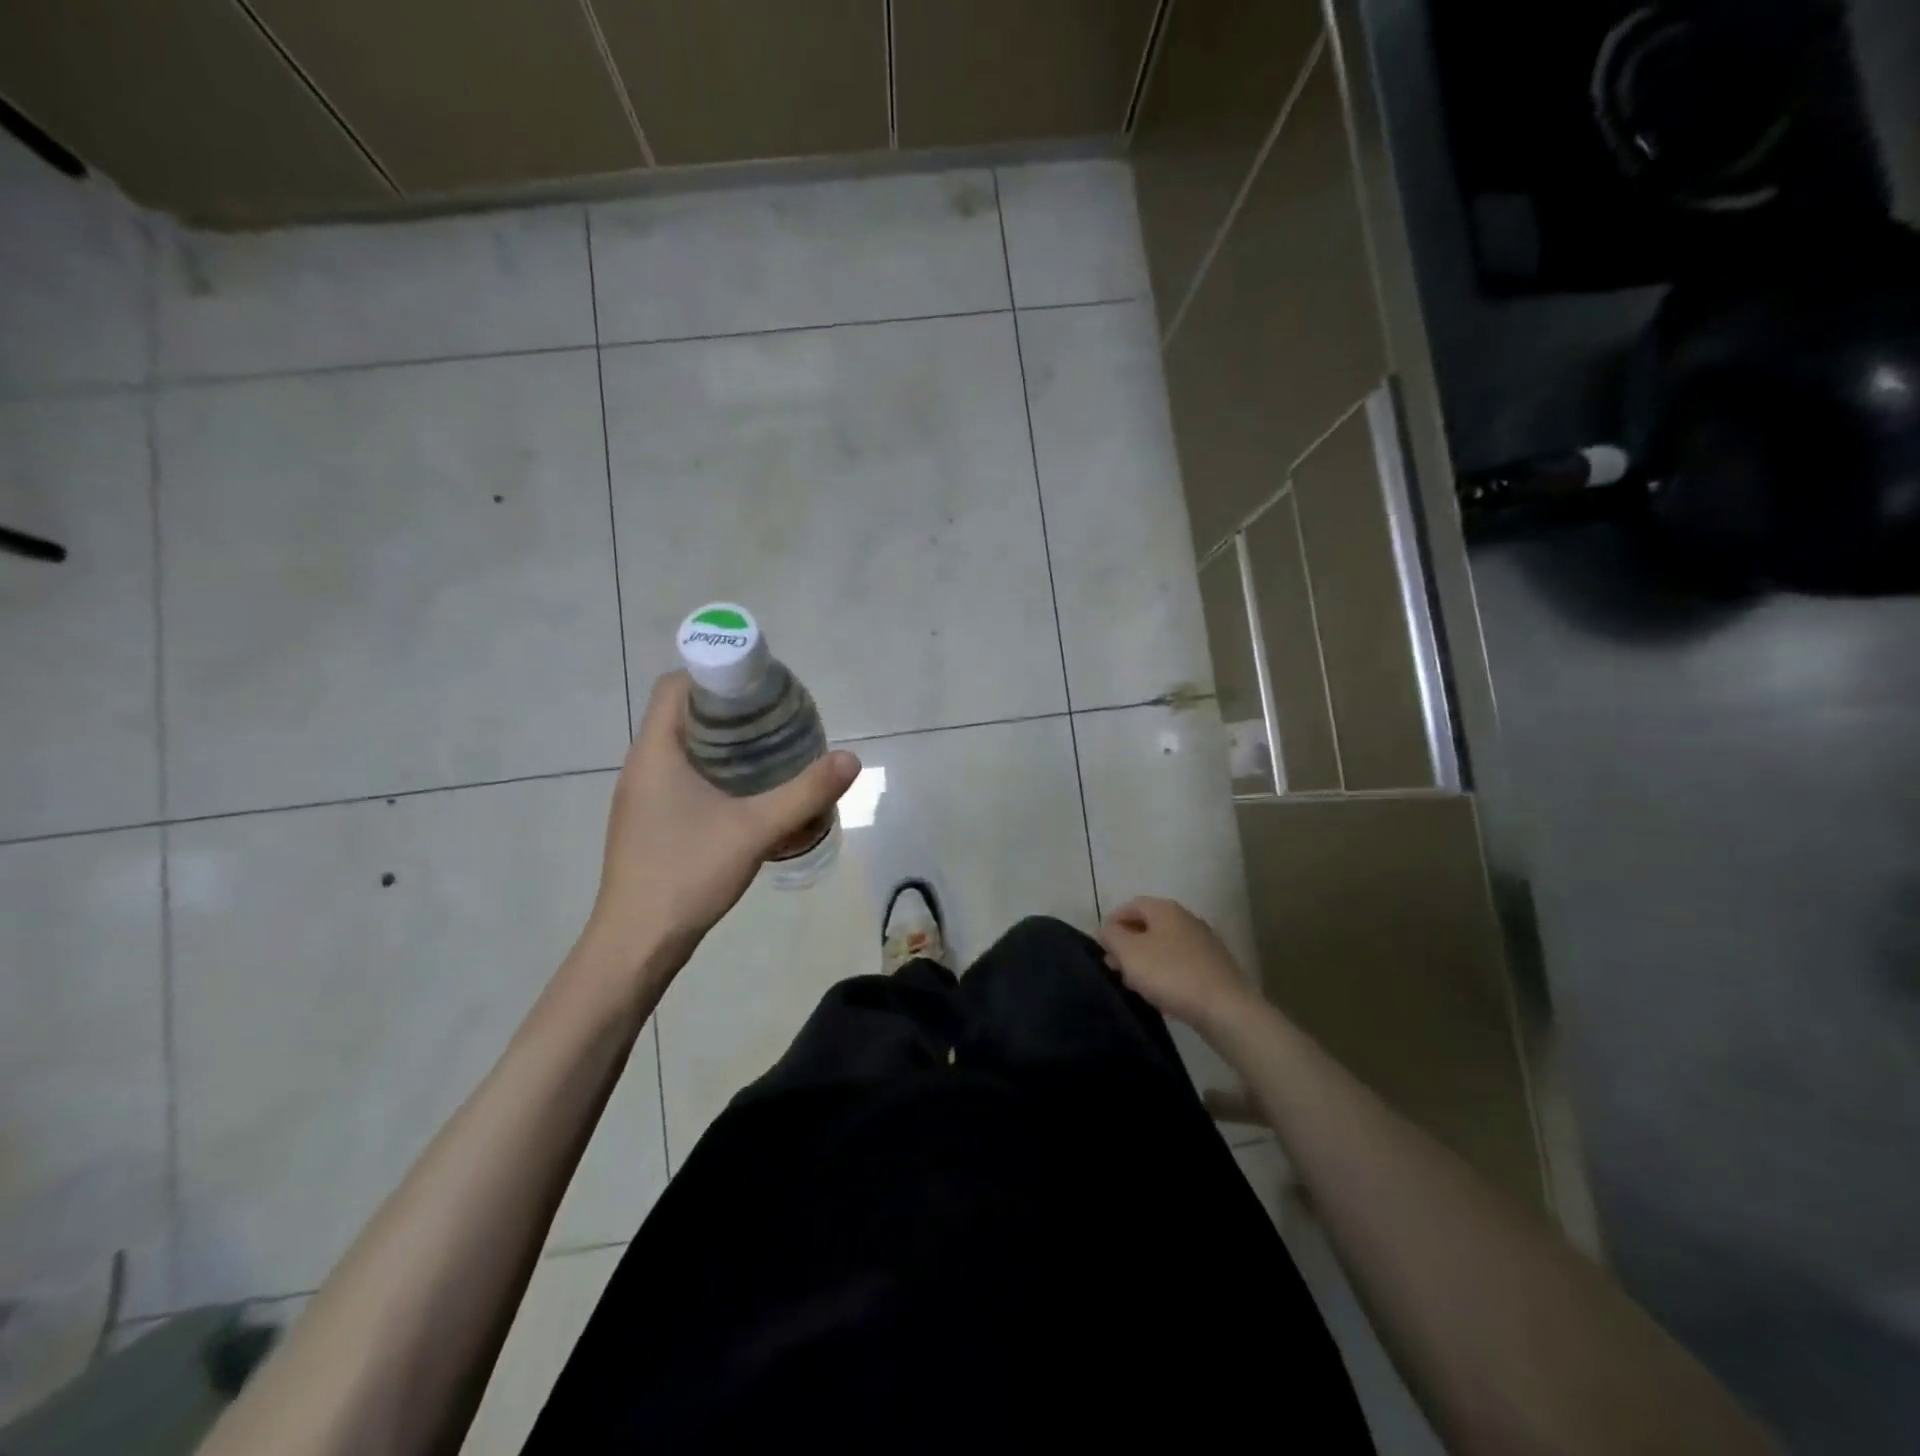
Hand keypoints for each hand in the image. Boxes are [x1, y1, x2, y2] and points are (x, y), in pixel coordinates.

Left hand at [583, 671, 860, 970]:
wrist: (637, 943)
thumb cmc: (688, 874)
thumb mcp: (755, 830)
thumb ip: (805, 793)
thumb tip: (851, 759)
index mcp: (656, 751)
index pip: (677, 686)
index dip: (717, 674)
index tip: (760, 688)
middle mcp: (642, 765)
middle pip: (683, 714)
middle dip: (730, 710)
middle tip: (777, 719)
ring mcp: (641, 796)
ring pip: (683, 748)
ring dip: (723, 744)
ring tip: (771, 752)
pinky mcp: (648, 822)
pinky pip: (682, 777)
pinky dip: (714, 772)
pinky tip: (747, 795)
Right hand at [1098, 896, 1253, 1030]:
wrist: (1225, 1008)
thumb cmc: (1170, 973)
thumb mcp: (1129, 952)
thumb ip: (1112, 936)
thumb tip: (1107, 929)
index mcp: (1165, 909)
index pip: (1132, 905)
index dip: (1113, 921)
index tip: (1101, 944)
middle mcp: (1186, 919)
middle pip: (1149, 925)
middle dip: (1127, 943)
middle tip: (1113, 965)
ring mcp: (1203, 943)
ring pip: (1164, 945)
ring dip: (1144, 959)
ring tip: (1131, 982)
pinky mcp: (1214, 967)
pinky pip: (1180, 963)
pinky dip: (1164, 971)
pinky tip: (1158, 992)